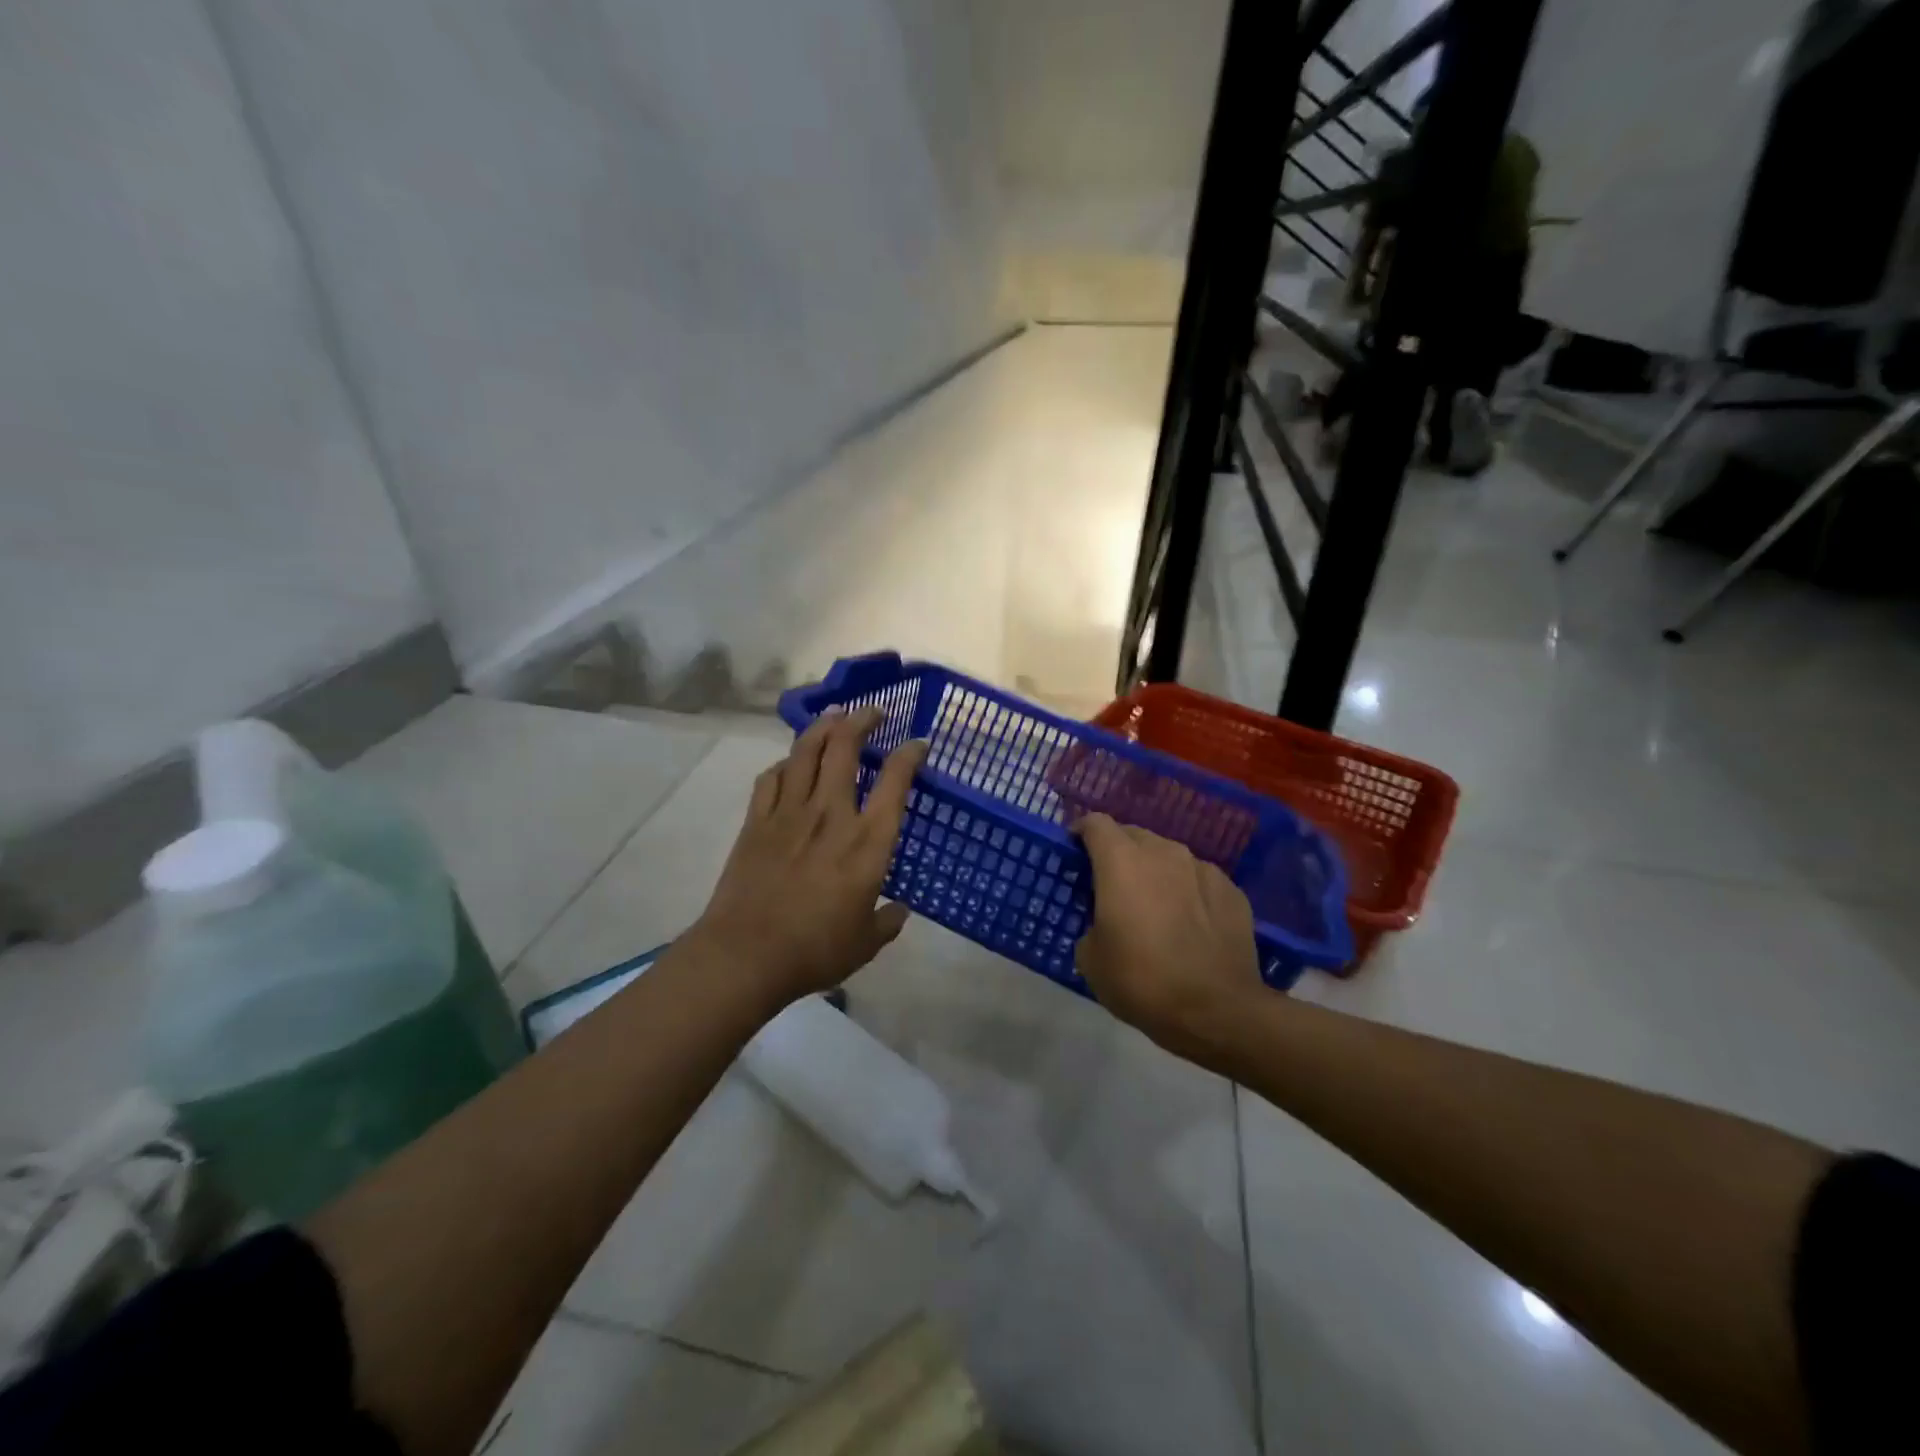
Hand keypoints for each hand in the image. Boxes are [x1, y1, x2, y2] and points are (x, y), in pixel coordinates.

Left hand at [692, 706, 925, 1008]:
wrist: (747, 955)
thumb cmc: (815, 950)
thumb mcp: (866, 943)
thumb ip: (887, 922)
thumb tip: (899, 910)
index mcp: (867, 841)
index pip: (896, 781)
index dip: (910, 754)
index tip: (918, 742)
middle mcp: (831, 814)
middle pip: (845, 747)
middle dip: (862, 720)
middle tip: (873, 712)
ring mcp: (790, 812)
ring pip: (806, 751)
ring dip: (823, 727)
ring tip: (834, 717)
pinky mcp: (757, 821)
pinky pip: (771, 777)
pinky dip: (785, 764)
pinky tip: (790, 764)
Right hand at [1074, 814, 1262, 1054]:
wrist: (1220, 1011)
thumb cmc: (1143, 980)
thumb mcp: (1092, 960)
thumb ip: (1092, 924)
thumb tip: (1105, 923)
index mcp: (1121, 861)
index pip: (1095, 823)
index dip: (1081, 832)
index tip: (1074, 851)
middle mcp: (1163, 852)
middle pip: (1133, 835)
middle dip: (1118, 852)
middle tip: (1111, 884)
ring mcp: (1202, 868)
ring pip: (1168, 856)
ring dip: (1154, 872)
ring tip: (1153, 905)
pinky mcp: (1232, 890)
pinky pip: (1198, 879)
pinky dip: (1187, 891)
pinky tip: (1188, 924)